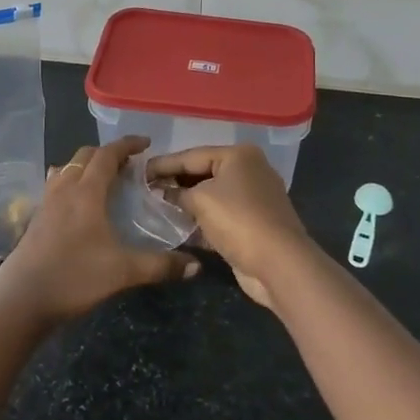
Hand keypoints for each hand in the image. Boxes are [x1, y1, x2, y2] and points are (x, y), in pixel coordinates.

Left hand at [0, 136, 199, 323]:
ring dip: (87, 165)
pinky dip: (71, 180)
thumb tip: (195, 266)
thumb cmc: (74, 277)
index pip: (107, 155)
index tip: (146, 143)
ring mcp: (46, 202)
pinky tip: (78, 202)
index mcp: (86, 192)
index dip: (127, 144)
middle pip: (85, 155)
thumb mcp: (123, 272)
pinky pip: (56, 184)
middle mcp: (64, 188)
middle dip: (108, 153)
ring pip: (67, 168)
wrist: (22, 299)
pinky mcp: (36, 217)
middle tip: (130, 164)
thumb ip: (160, 266)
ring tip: (105, 179)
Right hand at [144, 145, 310, 310]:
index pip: (192, 155)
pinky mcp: (253, 224)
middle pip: (203, 173)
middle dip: (175, 183)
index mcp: (239, 156)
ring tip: (158, 206)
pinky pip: (220, 215)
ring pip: (212, 196)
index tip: (140, 172)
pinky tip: (179, 226)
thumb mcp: (200, 200)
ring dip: (187, 203)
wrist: (280, 264)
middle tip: (147, 189)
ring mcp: (254, 198)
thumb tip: (162, 192)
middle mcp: (249, 171)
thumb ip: (177, 193)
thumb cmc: (238, 220)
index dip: (164, 164)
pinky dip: (201, 220)